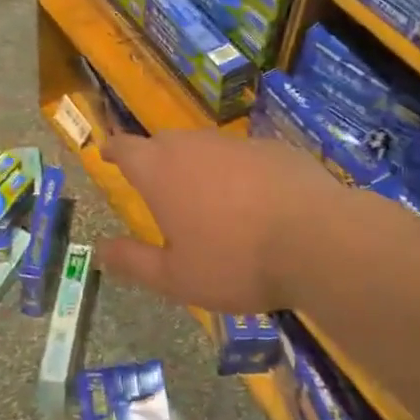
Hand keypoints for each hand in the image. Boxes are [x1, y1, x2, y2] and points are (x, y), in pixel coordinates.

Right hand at [99, 132, 341, 314]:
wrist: (319, 239)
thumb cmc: (236, 261)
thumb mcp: (176, 277)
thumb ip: (134, 262)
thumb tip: (100, 250)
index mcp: (161, 172)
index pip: (125, 148)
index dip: (113, 150)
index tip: (106, 153)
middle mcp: (194, 146)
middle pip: (164, 142)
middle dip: (154, 158)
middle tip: (155, 183)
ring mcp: (237, 144)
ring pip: (205, 146)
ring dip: (197, 165)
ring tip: (205, 196)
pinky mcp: (275, 149)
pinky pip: (243, 156)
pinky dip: (238, 172)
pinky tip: (254, 201)